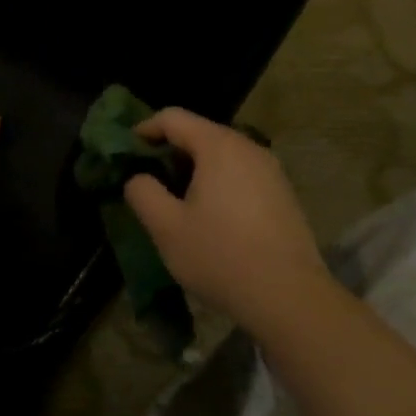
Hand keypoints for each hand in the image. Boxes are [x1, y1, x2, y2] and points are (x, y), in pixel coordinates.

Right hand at [122, 108, 335, 334]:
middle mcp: (249, 148)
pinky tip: (210, 217)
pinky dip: (217, 183)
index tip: (126, 153)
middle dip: (169, 152)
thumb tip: (138, 178)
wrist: (289, 297)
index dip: (144, 129)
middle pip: (199, 133)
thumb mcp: (166, 227)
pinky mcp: (283, 194)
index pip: (173, 117)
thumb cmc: (220, 256)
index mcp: (218, 146)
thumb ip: (143, 193)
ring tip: (176, 201)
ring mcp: (271, 171)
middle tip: (148, 181)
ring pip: (221, 155)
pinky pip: (240, 174)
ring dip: (194, 169)